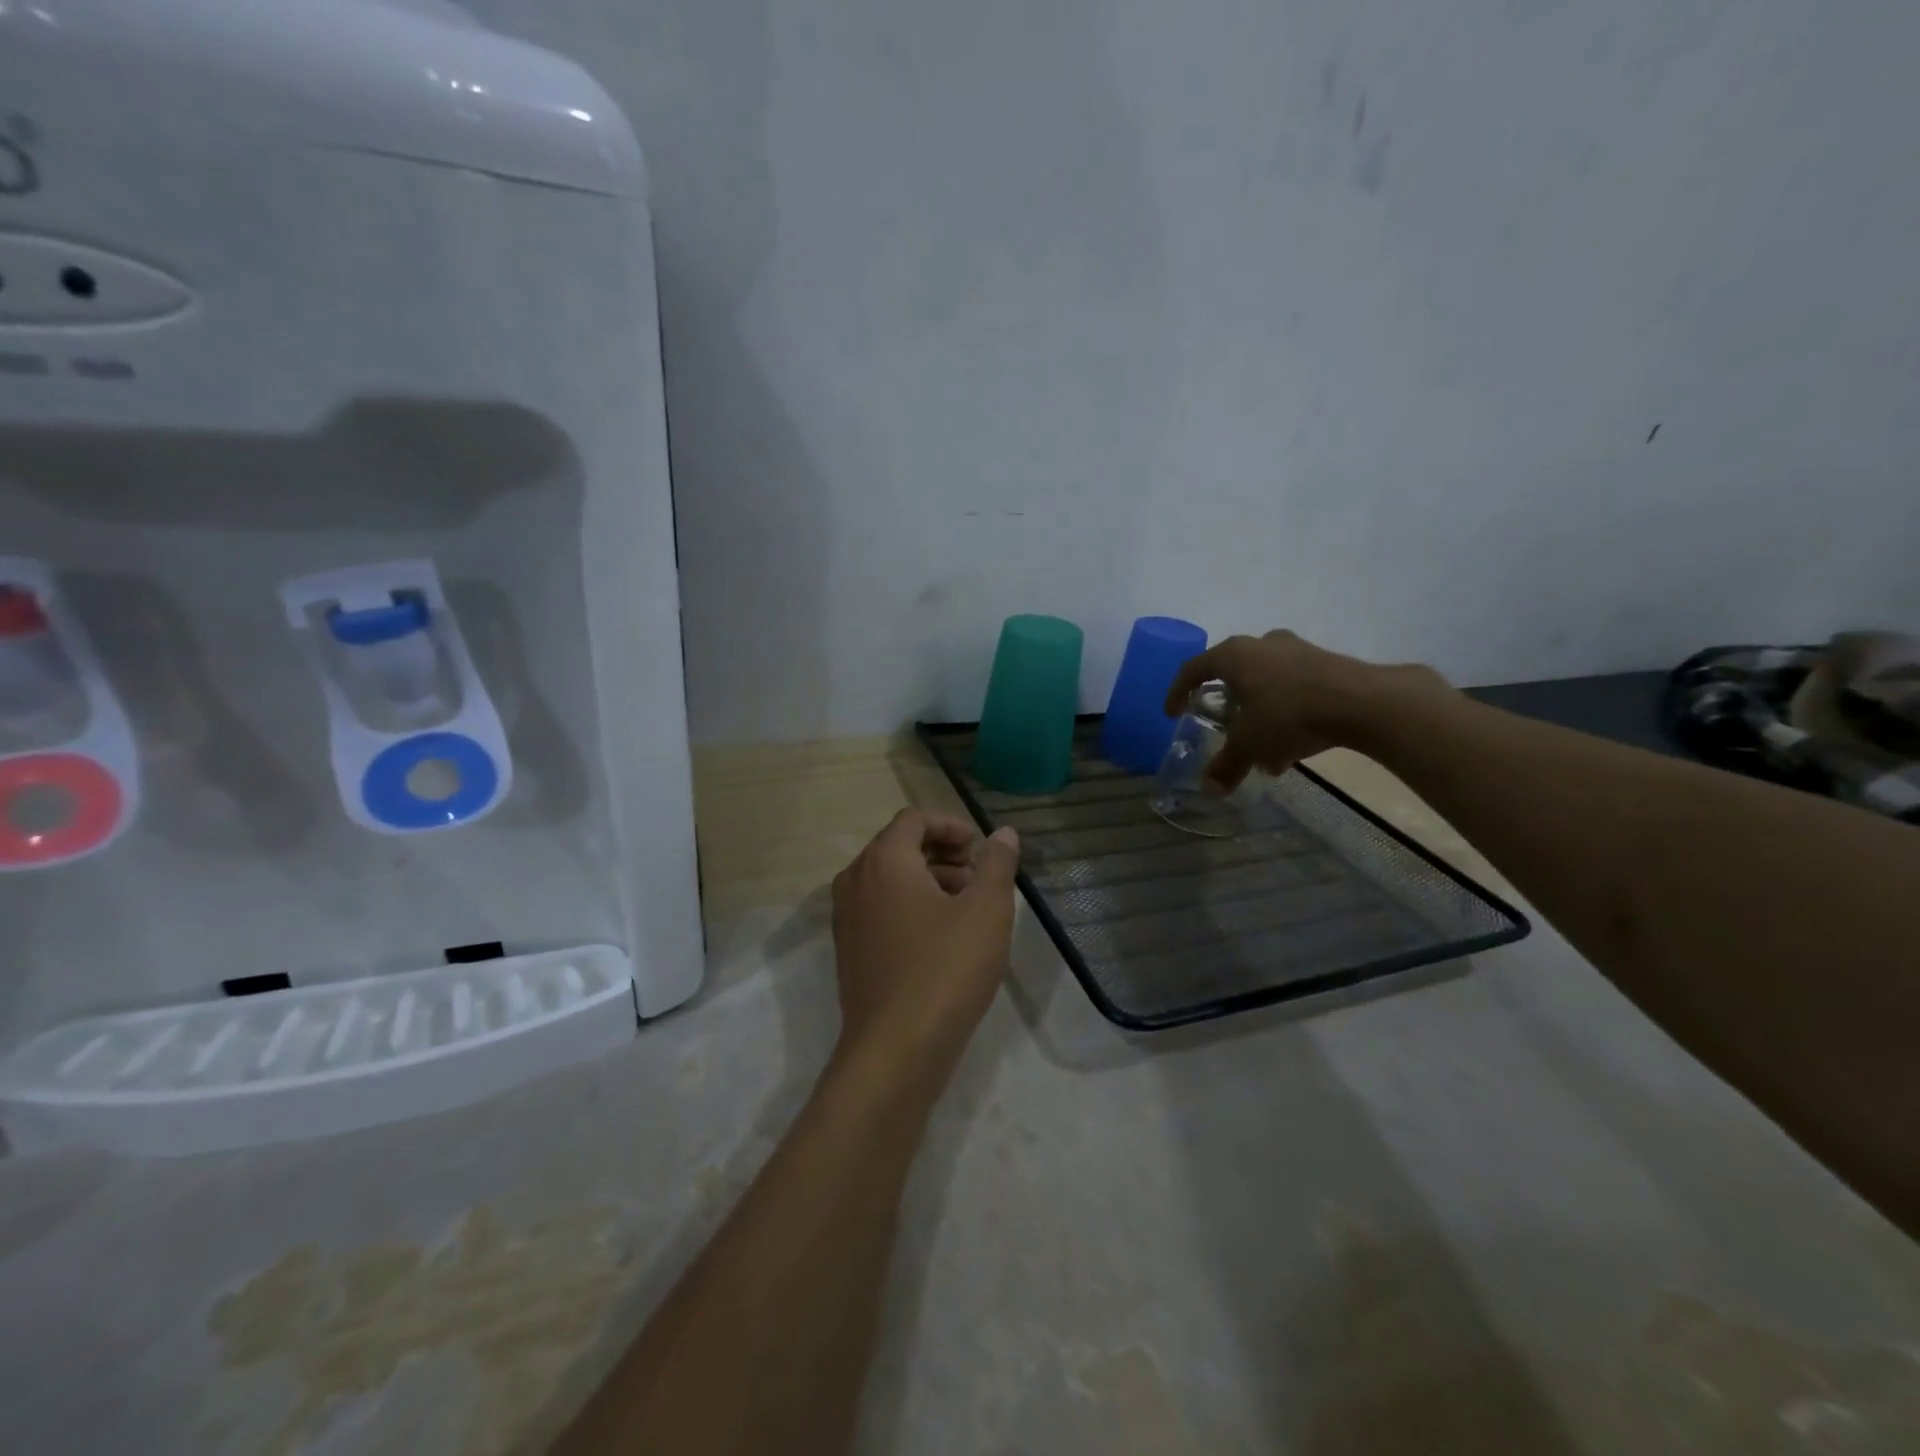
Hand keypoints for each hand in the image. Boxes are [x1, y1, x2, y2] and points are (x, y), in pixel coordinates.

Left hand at [830, 809, 1021, 1079]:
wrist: (895, 1049)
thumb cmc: (946, 969)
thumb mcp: (987, 911)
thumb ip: (997, 864)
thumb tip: (1003, 834)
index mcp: (884, 860)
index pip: (915, 819)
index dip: (952, 825)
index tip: (981, 849)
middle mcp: (856, 879)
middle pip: (899, 845)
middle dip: (942, 852)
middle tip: (979, 877)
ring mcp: (846, 916)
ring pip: (889, 878)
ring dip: (929, 879)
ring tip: (966, 908)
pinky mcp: (848, 948)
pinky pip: (879, 907)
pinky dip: (909, 905)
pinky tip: (941, 937)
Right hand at [1164, 630, 1452, 790]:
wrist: (1362, 702)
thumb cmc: (1288, 715)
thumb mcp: (1249, 744)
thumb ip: (1226, 765)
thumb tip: (1209, 789)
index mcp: (1233, 655)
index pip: (1193, 669)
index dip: (1178, 692)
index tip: (1173, 713)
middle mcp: (1262, 644)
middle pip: (1233, 673)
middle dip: (1226, 705)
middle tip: (1223, 728)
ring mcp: (1297, 650)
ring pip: (1266, 682)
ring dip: (1259, 714)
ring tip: (1263, 750)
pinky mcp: (1327, 663)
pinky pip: (1294, 688)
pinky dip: (1285, 713)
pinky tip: (1293, 746)